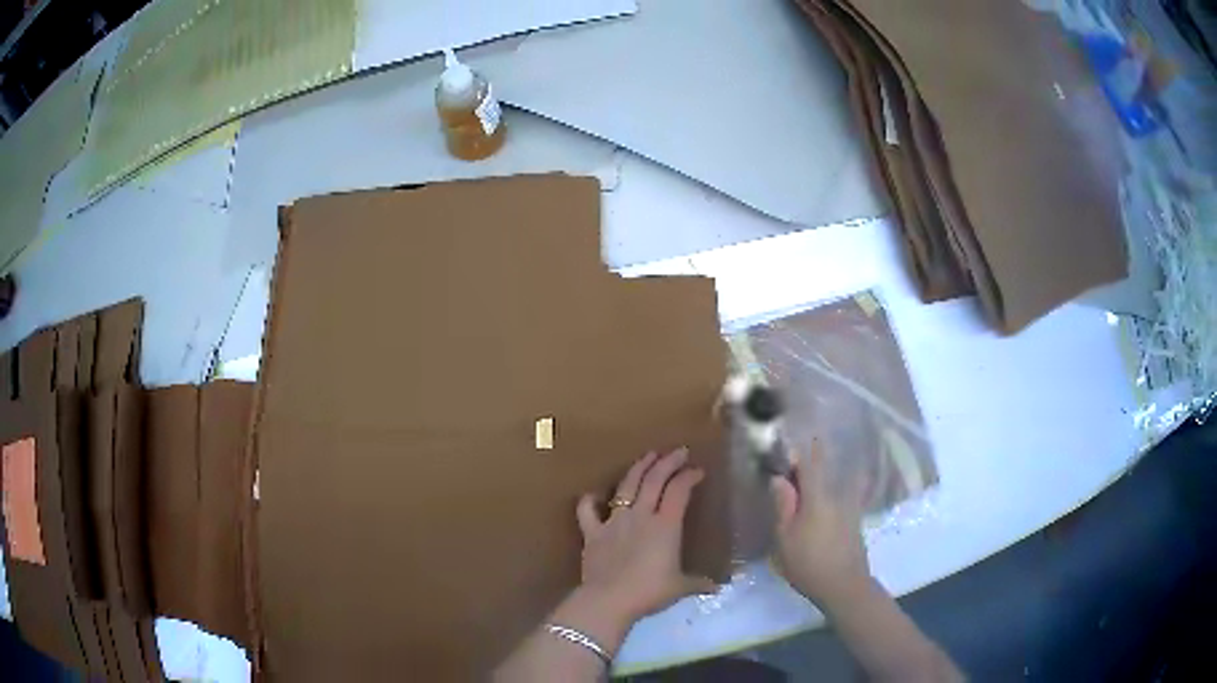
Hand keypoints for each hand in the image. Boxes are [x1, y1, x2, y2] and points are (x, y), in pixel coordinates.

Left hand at [574, 448, 716, 626]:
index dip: (689, 476)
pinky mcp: (592, 532)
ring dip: (638, 468)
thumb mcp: (680, 587)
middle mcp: (641, 516)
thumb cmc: (649, 592)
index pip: (679, 490)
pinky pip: (587, 510)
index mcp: (666, 525)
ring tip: (648, 456)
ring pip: (626, 486)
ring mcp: (614, 521)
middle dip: (668, 462)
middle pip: (654, 480)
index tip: (698, 470)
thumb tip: (718, 588)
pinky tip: (594, 494)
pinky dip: (589, 500)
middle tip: (679, 451)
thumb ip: (699, 583)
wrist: (609, 600)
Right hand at [770, 440, 870, 607]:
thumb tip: (779, 478)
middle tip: (793, 464)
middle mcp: (837, 495)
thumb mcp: (785, 537)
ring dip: (821, 478)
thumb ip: (783, 505)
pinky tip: (823, 504)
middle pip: (824, 471)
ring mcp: (849, 508)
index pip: (810, 463)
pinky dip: (831, 494)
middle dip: (810, 464)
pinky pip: (841, 497)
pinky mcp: (854, 521)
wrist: (844, 585)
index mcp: (818, 496)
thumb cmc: (808, 562)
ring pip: (834, 484)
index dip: (800, 450)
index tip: (787, 445)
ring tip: (805, 483)